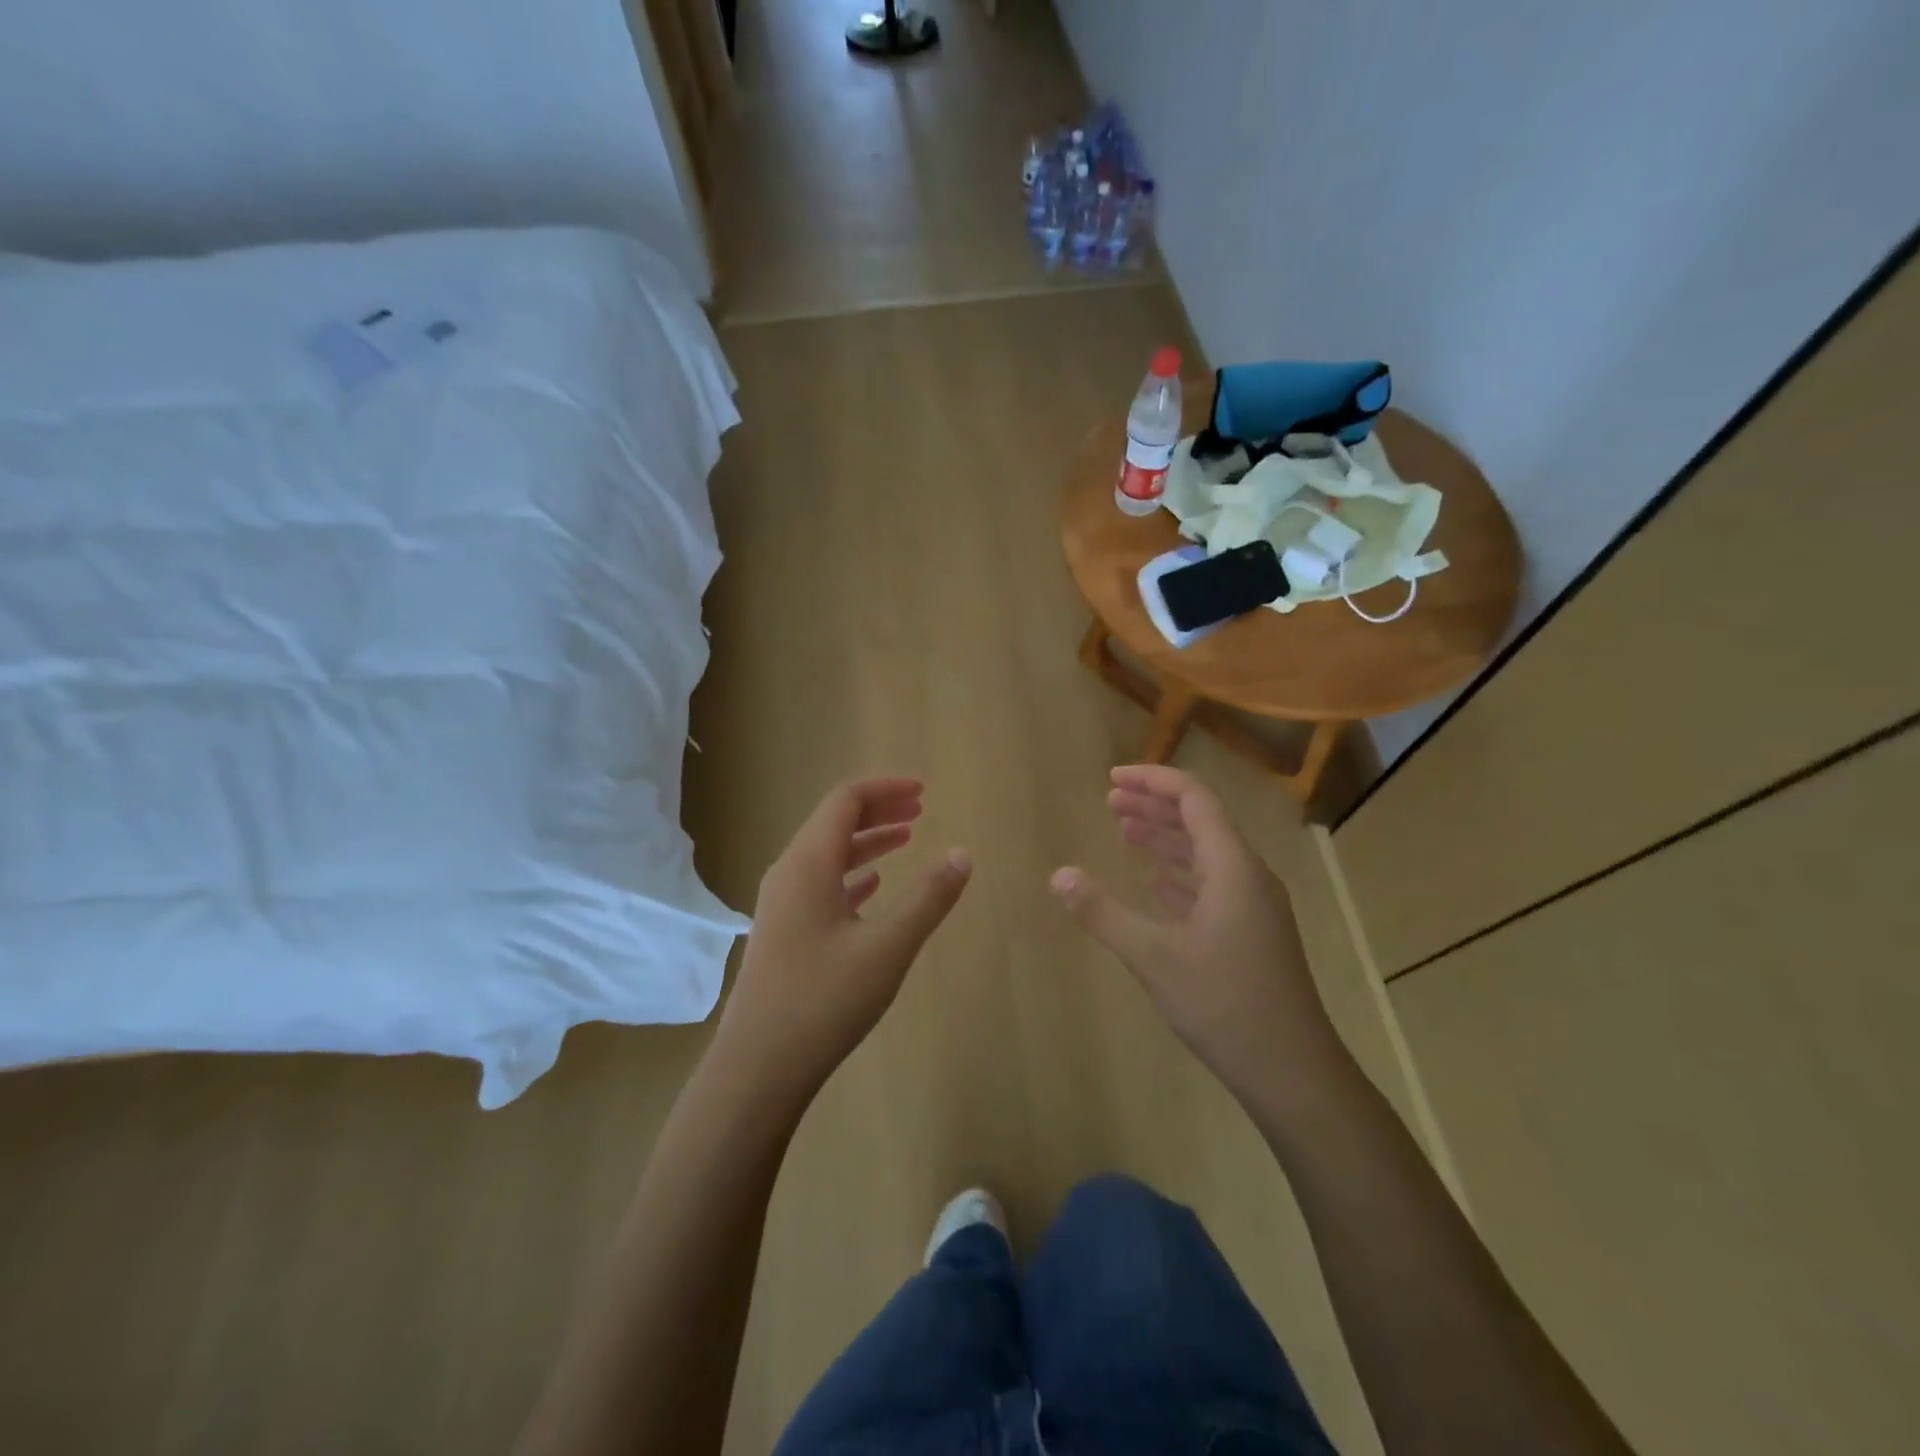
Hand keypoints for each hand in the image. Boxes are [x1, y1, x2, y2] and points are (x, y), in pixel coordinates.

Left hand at [718, 777, 970, 1096]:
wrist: (758, 1068)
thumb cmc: (824, 1000)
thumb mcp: (888, 947)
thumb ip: (928, 898)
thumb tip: (963, 854)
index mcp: (808, 863)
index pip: (845, 801)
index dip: (885, 789)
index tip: (923, 791)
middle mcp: (789, 873)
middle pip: (834, 822)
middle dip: (878, 810)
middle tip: (920, 810)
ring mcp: (781, 905)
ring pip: (827, 855)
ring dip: (866, 842)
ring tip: (906, 840)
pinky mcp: (782, 933)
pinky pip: (820, 885)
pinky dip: (851, 875)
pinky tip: (871, 888)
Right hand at [1051, 765, 1342, 1100]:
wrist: (1292, 1071)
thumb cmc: (1224, 1003)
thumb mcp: (1154, 957)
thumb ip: (1103, 913)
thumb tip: (1058, 876)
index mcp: (1233, 867)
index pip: (1194, 799)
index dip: (1153, 780)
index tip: (1112, 779)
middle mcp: (1248, 876)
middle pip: (1200, 822)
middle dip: (1154, 806)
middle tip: (1110, 802)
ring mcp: (1254, 907)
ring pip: (1205, 855)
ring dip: (1165, 839)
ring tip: (1125, 832)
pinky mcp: (1251, 934)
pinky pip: (1211, 885)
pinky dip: (1179, 874)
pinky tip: (1156, 883)